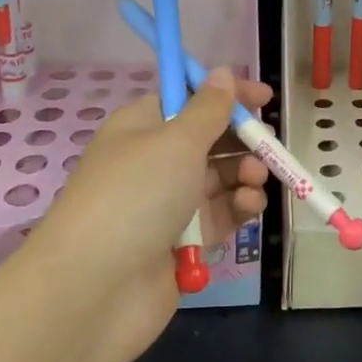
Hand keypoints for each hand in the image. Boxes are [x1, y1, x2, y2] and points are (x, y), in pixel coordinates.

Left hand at [22, 69, 271, 361]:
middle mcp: (153, 162)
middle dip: (241, 140)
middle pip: (208, 140)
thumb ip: (209, 109)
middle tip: (266, 146)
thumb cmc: (136, 195)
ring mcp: (167, 204)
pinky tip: (250, 207)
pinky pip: (219, 215)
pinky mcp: (182, 242)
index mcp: (142, 127)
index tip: (264, 97)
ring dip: (244, 175)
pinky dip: (239, 208)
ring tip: (254, 180)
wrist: (96, 288)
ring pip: (219, 179)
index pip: (188, 100)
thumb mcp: (176, 141)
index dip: (225, 96)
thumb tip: (222, 72)